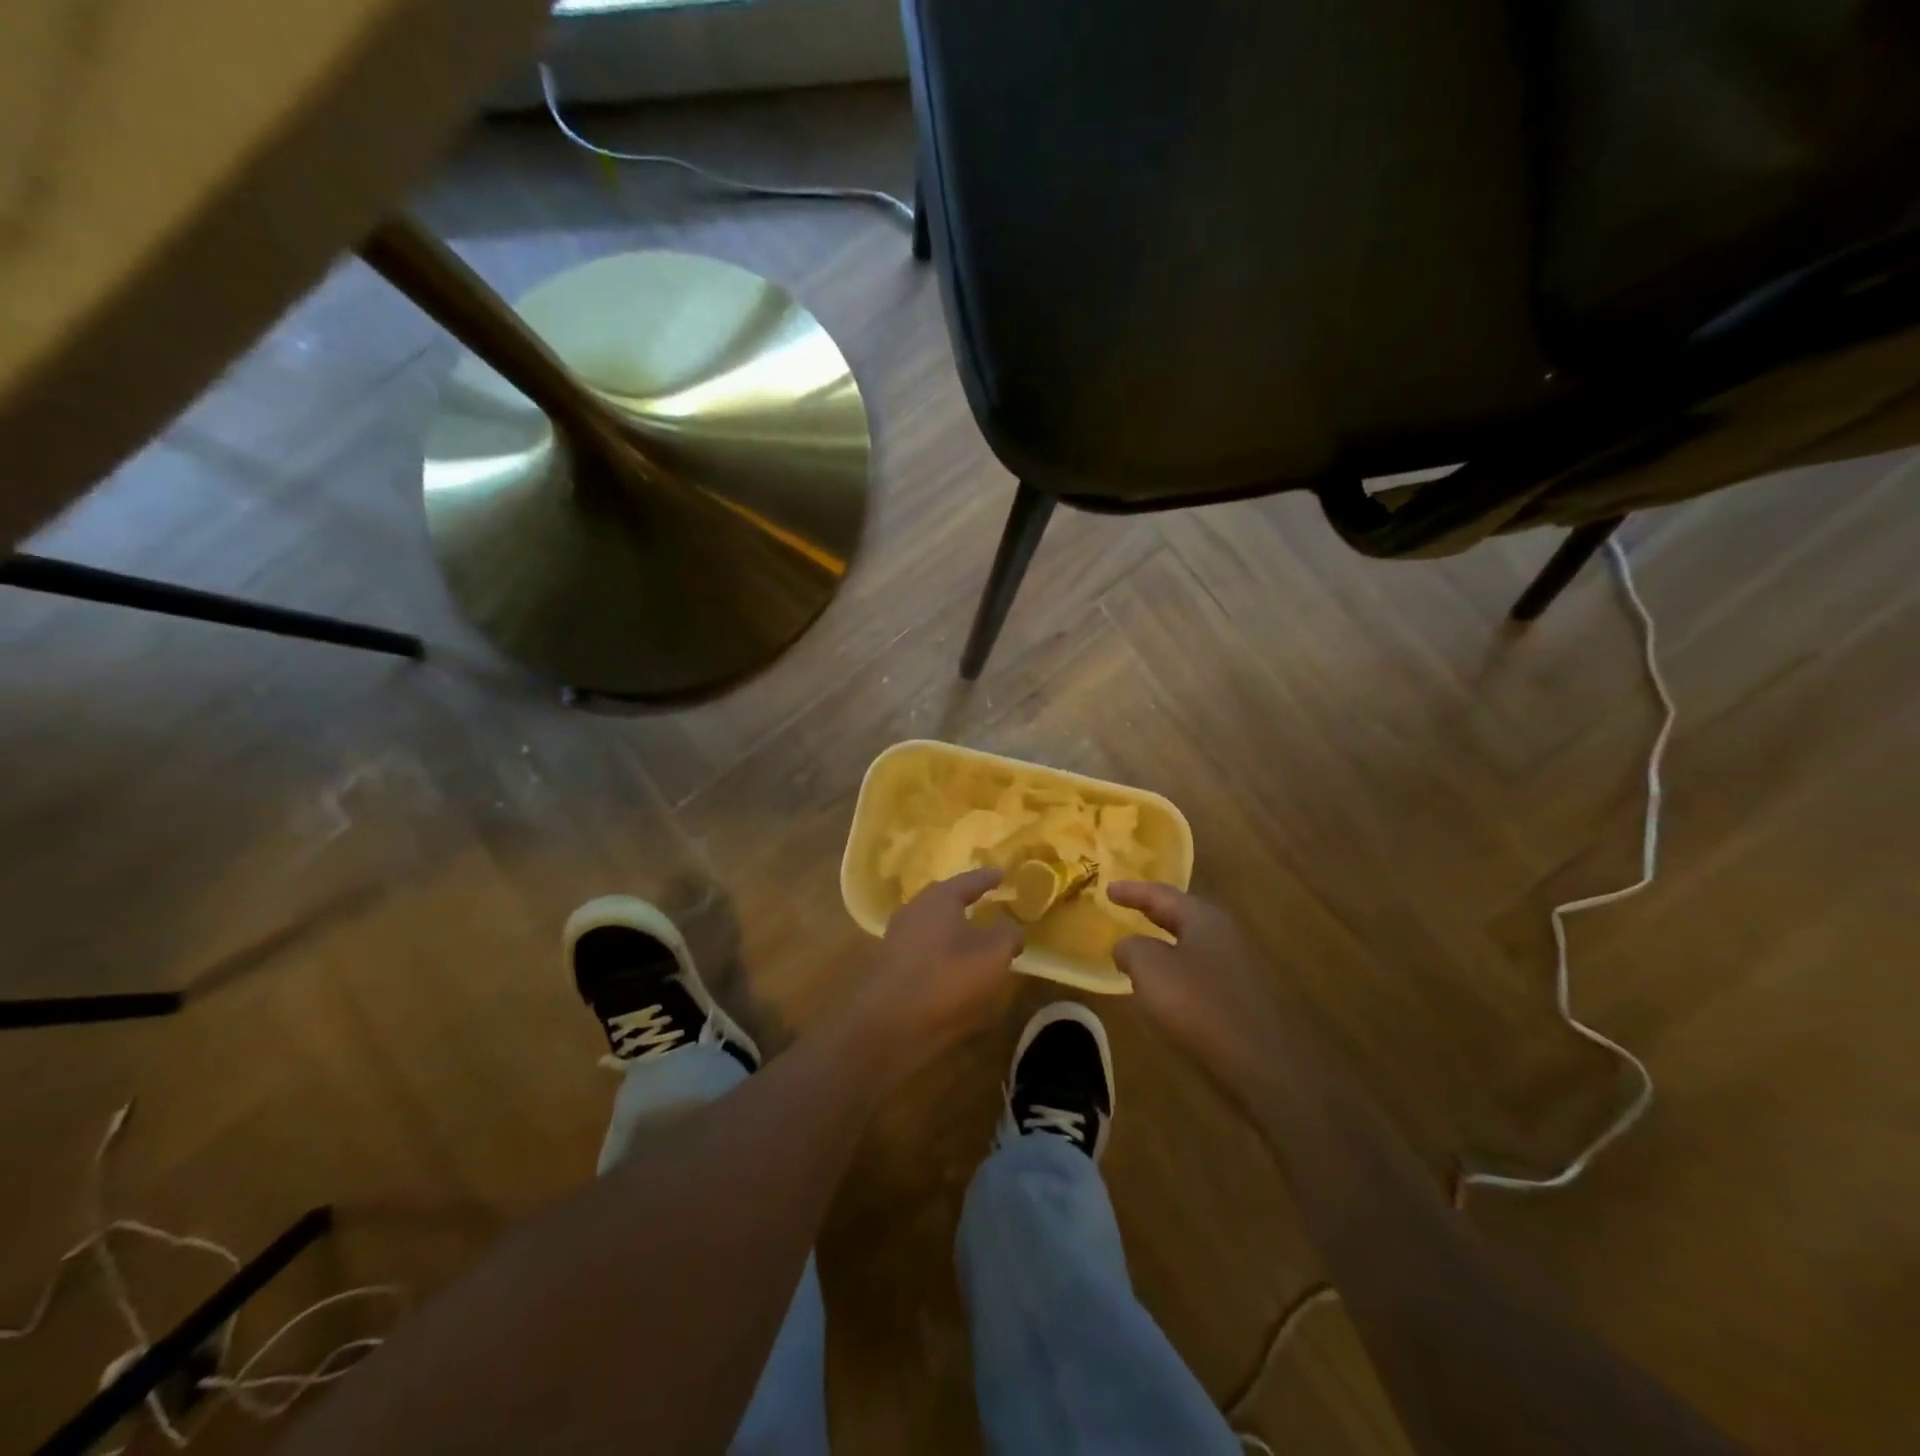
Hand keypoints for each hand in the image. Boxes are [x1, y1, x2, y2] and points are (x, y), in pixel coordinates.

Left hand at [849, 869, 1022, 1079]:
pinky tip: (954, 965)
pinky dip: (942, 952)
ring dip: (952, 928)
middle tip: (984, 898)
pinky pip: (924, 950)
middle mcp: (914, 910)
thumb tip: (1010, 930)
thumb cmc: (948, 978)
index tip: (1002, 873)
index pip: (969, 880)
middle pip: (944, 900)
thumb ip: (1007, 935)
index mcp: (938, 898)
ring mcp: (897, 938)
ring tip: (973, 935)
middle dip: (964, 899)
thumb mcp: (994, 954)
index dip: (988, 878)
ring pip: (932, 925)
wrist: (890, 1024)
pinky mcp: (890, 966)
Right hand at [1109, 882, 1293, 1093]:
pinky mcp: (1239, 995)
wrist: (1258, 1061)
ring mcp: (1236, 965)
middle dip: (1152, 911)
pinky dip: (1176, 968)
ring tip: (1139, 946)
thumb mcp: (1149, 969)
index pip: (1161, 895)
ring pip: (1191, 943)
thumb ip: (1131, 949)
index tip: (1107, 888)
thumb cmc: (1198, 1004)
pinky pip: (1198, 969)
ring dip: (1164, 942)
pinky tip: (1164, 983)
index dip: (1132, 891)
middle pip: (1181, 915)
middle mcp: (1224, 934)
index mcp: (1203, 918)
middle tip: (1126, 906)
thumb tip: (1126, 947)